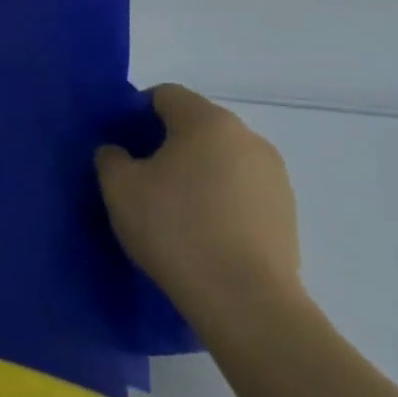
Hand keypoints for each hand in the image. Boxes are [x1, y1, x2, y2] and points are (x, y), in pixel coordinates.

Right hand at [94, 85, 302, 326]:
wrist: (244, 301)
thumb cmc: (174, 229)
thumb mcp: (119, 187)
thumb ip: (110, 157)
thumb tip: (120, 153)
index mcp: (208, 121)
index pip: (165, 95)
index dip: (135, 112)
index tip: (120, 144)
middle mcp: (248, 138)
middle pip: (196, 124)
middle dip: (166, 142)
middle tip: (139, 176)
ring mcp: (274, 176)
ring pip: (221, 158)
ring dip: (195, 171)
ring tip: (172, 207)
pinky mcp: (286, 212)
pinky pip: (241, 189)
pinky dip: (219, 197)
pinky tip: (202, 230)